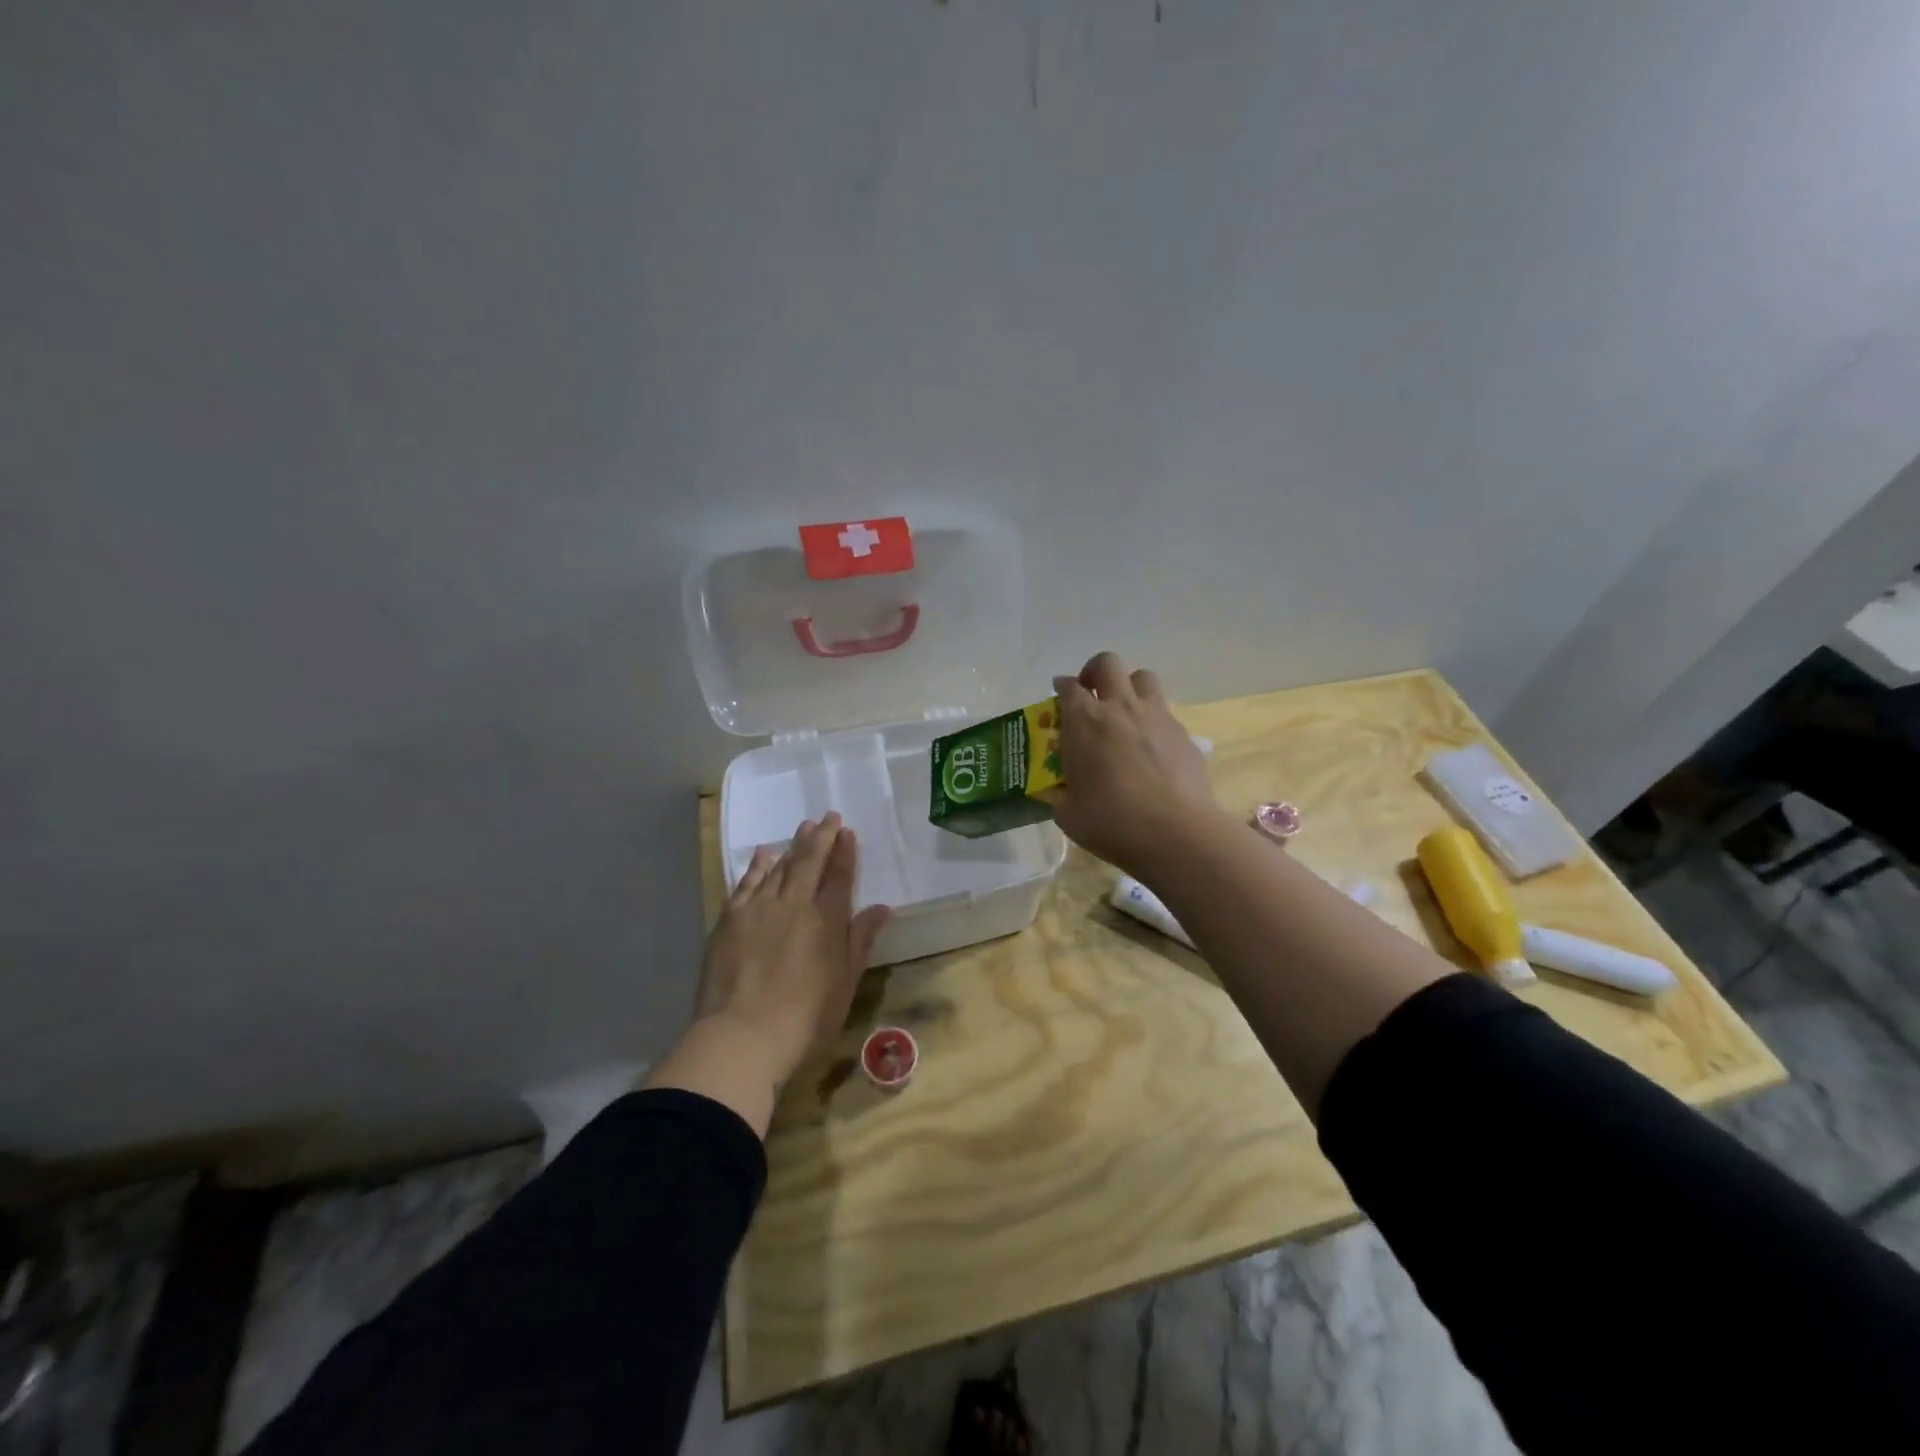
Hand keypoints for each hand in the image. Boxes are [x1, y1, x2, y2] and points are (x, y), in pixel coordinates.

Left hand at [693, 813, 890, 1088]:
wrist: (741, 1037)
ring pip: (779, 867)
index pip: (839, 876)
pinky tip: (764, 855)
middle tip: (828, 816)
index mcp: (826, 920)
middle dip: (821, 837)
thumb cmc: (804, 1019)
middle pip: (809, 862)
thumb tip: (882, 908)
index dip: (845, 852)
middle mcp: (794, 904)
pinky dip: (757, 866)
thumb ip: (860, 940)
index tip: (848, 831)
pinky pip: (746, 883)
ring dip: (793, 846)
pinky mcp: (730, 920)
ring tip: (803, 828)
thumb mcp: (844, 983)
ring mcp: (759, 909)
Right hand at [1049, 651, 1221, 874]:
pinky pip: (1165, 713)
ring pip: (1143, 677)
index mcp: (1085, 722)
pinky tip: (1151, 749)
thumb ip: (1058, 795)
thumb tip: (1055, 791)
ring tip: (1124, 712)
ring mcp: (1157, 717)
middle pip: (1107, 664)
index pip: (1068, 687)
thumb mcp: (1068, 814)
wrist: (1176, 833)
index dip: (1061, 688)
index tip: (1058, 696)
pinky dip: (1153, 721)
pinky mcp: (1184, 734)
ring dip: (1129, 687)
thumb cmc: (1112, 822)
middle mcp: (1120, 707)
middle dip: (1094, 672)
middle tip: (1091, 694)